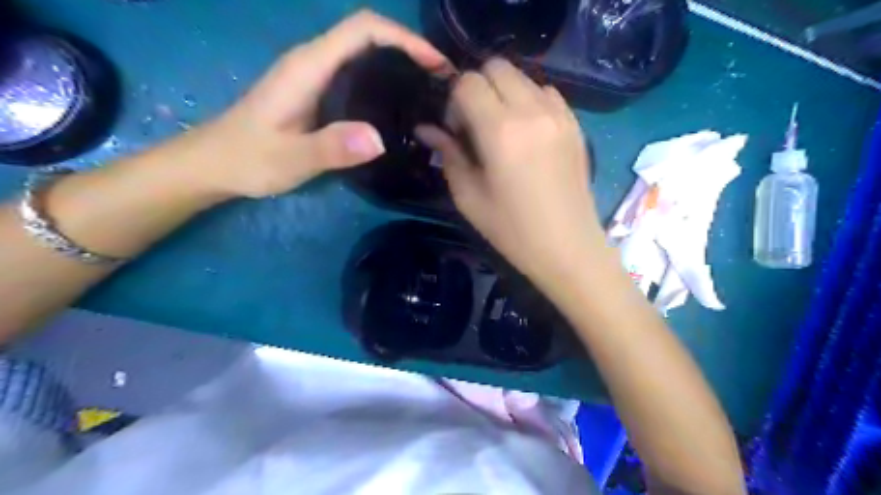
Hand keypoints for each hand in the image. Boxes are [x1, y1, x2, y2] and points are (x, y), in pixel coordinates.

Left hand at [186, 9, 447, 198]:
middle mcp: (314, 62)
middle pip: (369, 35)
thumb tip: (378, 139)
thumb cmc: (248, 159)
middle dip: (410, 49)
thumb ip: (330, 147)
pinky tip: (398, 105)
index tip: (435, 63)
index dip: (403, 38)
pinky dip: (385, 79)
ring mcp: (315, 76)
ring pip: (365, 53)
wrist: (215, 163)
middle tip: (442, 81)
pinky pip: (358, 73)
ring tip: (430, 91)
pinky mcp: (317, 92)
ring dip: (400, 63)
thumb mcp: (290, 158)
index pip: (363, 29)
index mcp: (309, 66)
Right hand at [417, 58, 602, 286]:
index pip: (468, 83)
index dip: (454, 101)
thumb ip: (448, 154)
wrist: (567, 247)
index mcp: (500, 131)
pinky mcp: (575, 124)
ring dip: (505, 93)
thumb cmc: (512, 230)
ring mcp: (559, 114)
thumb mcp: (468, 197)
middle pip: (496, 67)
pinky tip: (527, 132)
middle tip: (475, 124)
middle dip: (478, 87)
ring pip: (523, 76)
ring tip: (502, 129)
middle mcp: (532, 111)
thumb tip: (427, 129)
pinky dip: (530, 100)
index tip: (455, 129)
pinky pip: (547, 92)